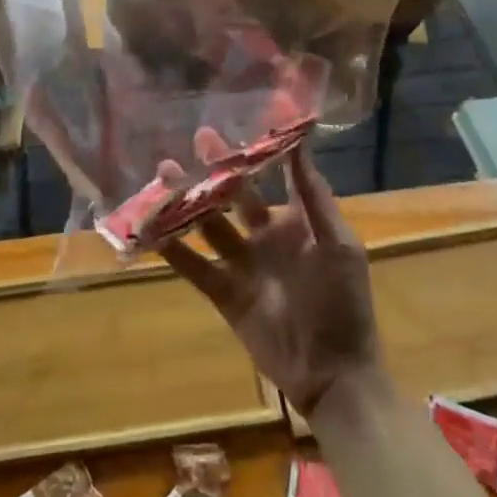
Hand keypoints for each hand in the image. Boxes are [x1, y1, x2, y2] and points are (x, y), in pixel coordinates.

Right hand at [160, 128, 381, 418]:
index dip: (256, 150)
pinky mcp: (224, 295)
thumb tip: (300, 140)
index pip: (272, 176)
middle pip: (234, 194)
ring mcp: (242, 265)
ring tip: (164, 171)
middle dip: (217, 167)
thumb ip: (313, 195)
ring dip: (188, 199)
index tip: (239, 120)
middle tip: (198, 137)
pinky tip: (151, 228)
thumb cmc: (345, 303)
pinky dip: (172, 249)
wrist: (335, 375)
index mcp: (295, 221)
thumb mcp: (338, 244)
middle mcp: (265, 236)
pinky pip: (194, 266)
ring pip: (208, 224)